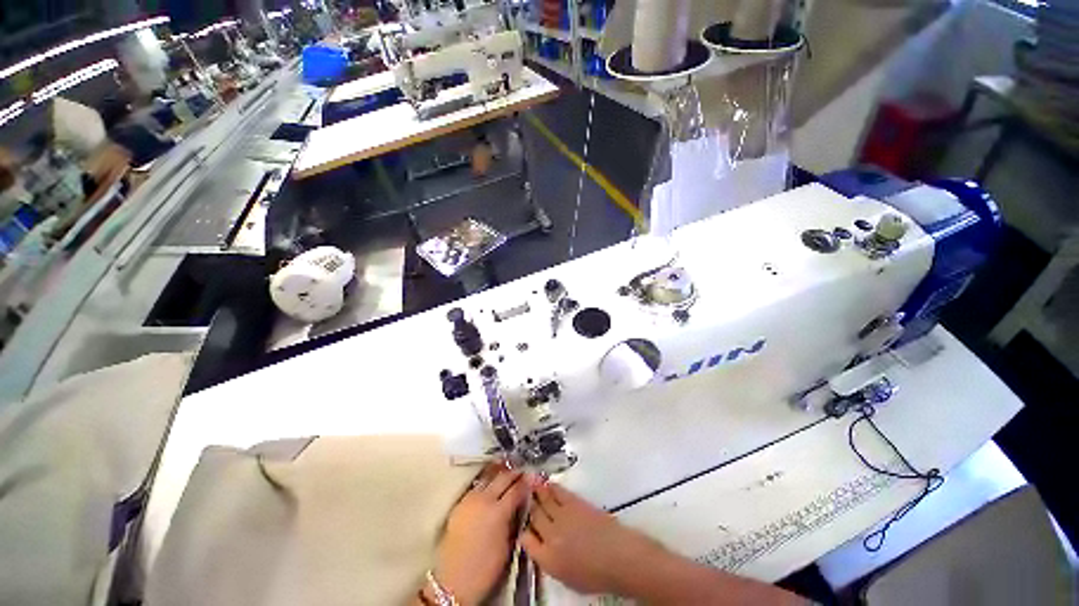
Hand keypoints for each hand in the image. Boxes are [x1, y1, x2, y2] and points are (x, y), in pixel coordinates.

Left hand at [432, 464, 529, 604]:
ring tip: (507, 477)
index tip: (532, 478)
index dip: (526, 483)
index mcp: (498, 511)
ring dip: (499, 476)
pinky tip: (491, 487)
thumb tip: (520, 504)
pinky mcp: (459, 504)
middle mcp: (484, 499)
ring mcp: (469, 499)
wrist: (454, 581)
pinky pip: (476, 487)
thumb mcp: (508, 544)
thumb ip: (514, 519)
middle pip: (502, 478)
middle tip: (522, 473)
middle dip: (514, 474)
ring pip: (488, 479)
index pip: (517, 489)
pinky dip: (486, 484)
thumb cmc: (486, 568)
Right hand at [522, 482, 667, 595]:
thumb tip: (541, 546)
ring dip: (536, 491)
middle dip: (528, 506)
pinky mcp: (573, 503)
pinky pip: (557, 491)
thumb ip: (550, 561)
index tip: (525, 525)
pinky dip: (550, 486)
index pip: (526, 541)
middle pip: (534, 516)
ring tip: (530, 482)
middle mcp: (550, 536)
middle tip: (524, 496)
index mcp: (547, 560)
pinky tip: (547, 482)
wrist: (618, 557)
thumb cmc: (596, 574)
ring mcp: (561, 517)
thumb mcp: (567, 578)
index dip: (524, 531)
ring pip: (543, 501)